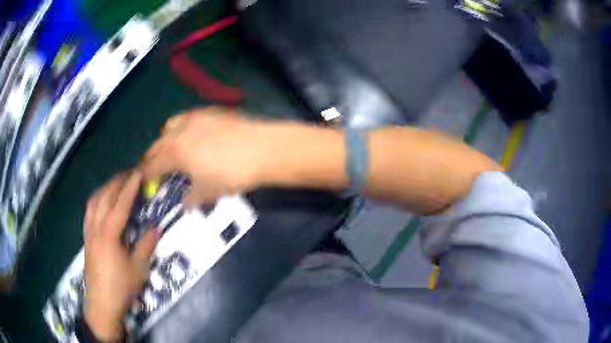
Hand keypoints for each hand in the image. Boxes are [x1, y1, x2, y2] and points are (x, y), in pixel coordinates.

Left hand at [83, 171, 159, 340]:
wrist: (102, 304)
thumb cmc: (121, 287)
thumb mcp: (138, 269)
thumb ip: (146, 245)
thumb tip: (157, 228)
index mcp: (109, 234)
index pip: (120, 203)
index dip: (130, 186)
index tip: (139, 172)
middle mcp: (96, 227)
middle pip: (105, 197)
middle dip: (117, 181)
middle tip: (129, 173)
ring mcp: (89, 232)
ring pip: (94, 201)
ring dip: (105, 188)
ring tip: (115, 183)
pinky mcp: (86, 238)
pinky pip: (89, 212)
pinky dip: (96, 200)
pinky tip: (101, 202)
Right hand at [140, 106, 276, 205]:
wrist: (264, 149)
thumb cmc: (232, 174)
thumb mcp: (209, 191)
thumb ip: (192, 199)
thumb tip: (185, 206)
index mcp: (175, 152)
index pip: (152, 165)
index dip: (146, 175)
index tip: (144, 181)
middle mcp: (180, 131)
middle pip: (157, 144)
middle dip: (152, 157)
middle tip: (155, 168)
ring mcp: (196, 117)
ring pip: (170, 125)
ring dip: (166, 138)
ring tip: (173, 149)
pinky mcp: (211, 111)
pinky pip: (188, 117)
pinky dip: (183, 127)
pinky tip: (194, 135)